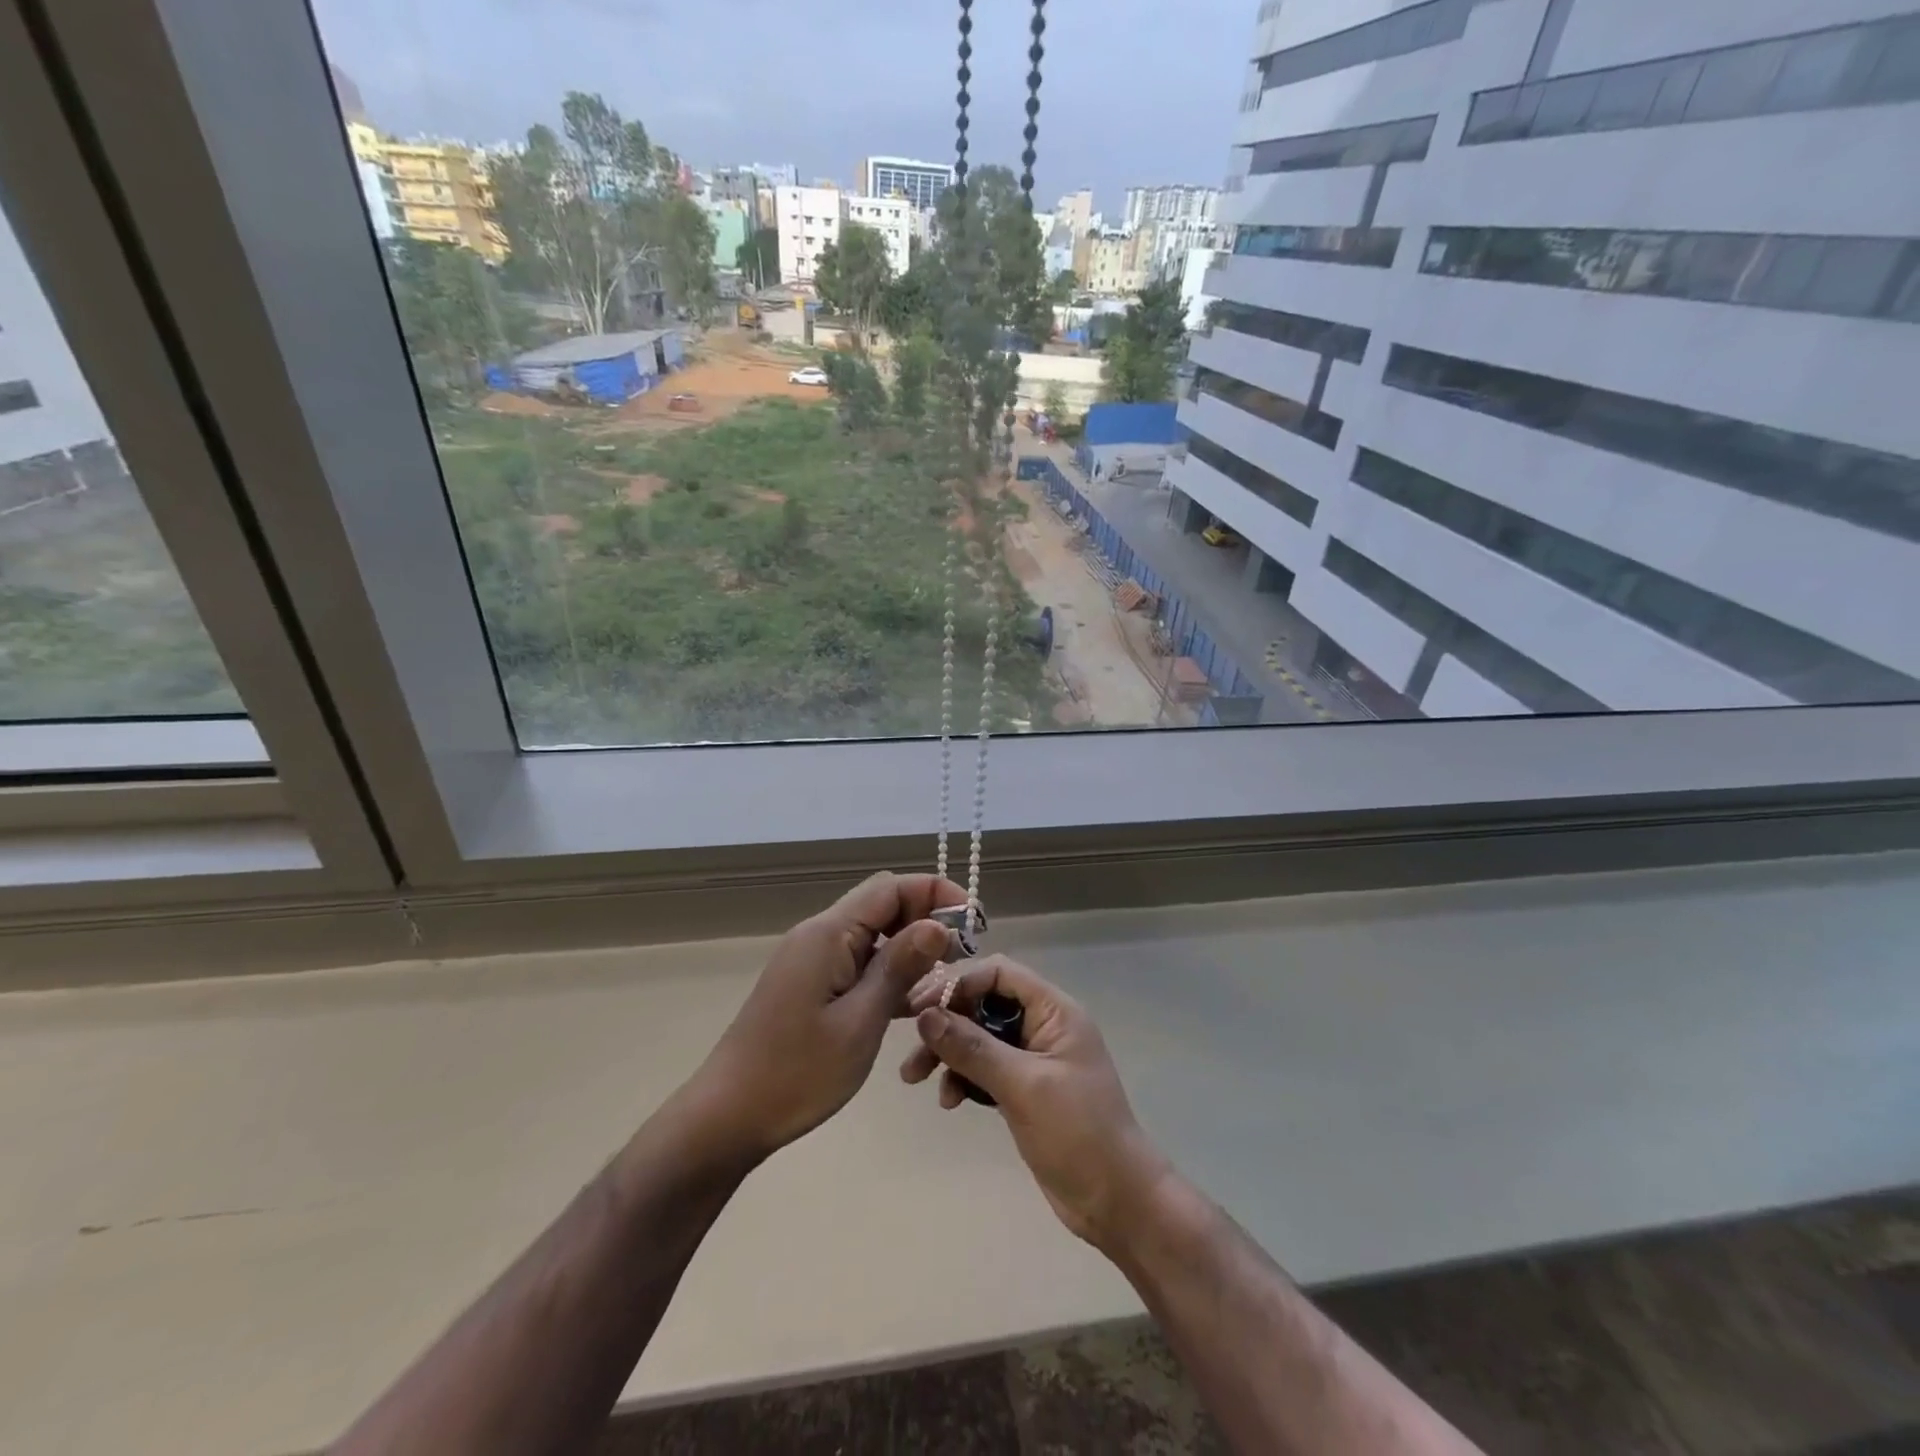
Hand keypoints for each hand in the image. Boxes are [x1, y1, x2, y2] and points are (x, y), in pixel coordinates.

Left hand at [688, 873, 966, 1163]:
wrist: (727, 1116)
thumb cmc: (796, 1073)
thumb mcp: (860, 1022)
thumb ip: (900, 968)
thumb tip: (939, 924)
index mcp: (829, 933)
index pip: (890, 888)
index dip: (936, 893)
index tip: (973, 922)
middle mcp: (820, 935)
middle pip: (882, 905)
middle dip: (926, 919)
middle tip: (962, 955)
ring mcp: (813, 960)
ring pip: (873, 935)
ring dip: (909, 949)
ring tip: (944, 981)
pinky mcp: (811, 984)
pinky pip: (858, 962)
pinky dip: (888, 973)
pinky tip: (912, 1005)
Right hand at [901, 956, 1169, 1247]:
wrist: (1117, 1202)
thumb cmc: (1078, 1133)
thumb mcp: (1023, 1086)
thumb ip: (973, 1048)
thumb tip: (926, 1016)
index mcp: (1054, 1011)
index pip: (998, 973)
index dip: (958, 982)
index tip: (920, 1007)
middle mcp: (1042, 1025)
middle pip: (983, 1003)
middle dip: (945, 1020)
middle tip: (909, 1039)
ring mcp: (1032, 1058)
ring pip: (979, 1037)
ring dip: (946, 1052)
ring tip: (912, 1077)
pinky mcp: (1023, 1089)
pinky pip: (983, 1068)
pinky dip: (962, 1078)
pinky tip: (948, 1101)